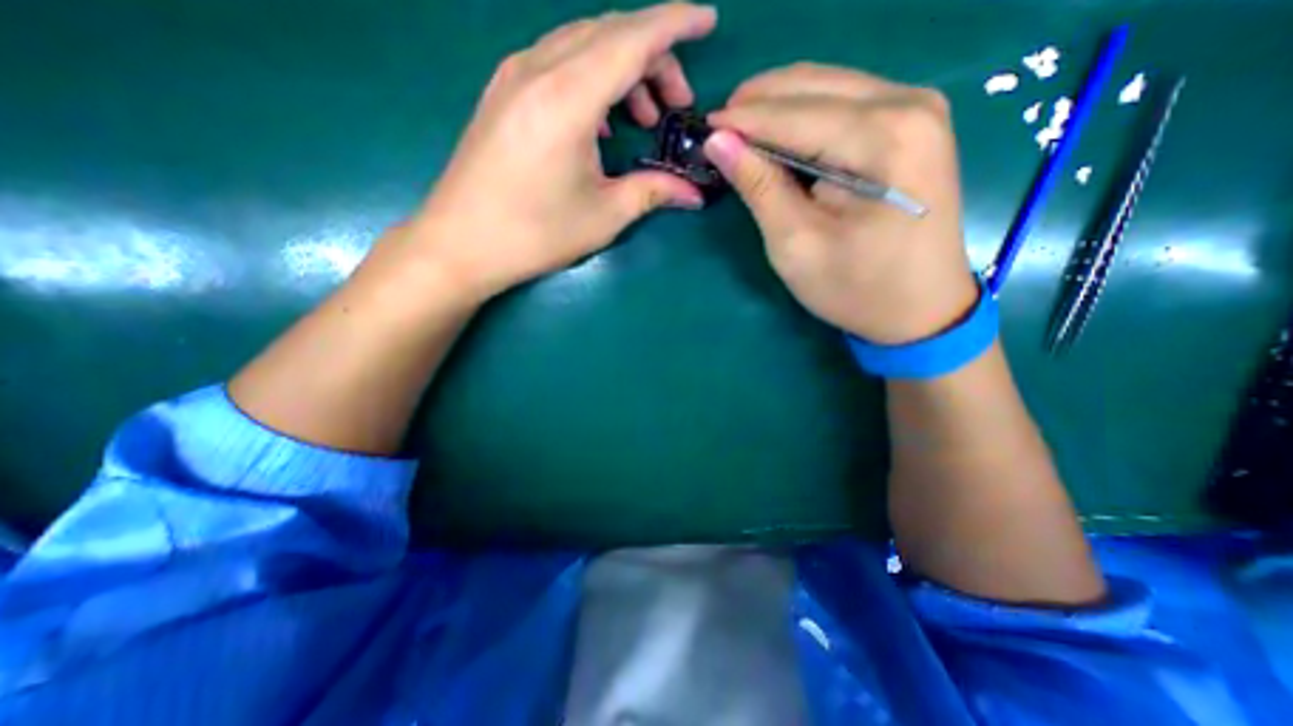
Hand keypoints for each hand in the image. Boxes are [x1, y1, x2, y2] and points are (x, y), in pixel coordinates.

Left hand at [408, 0, 717, 298]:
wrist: (460, 244)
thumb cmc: (535, 234)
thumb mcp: (604, 215)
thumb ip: (653, 192)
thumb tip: (693, 193)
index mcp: (568, 98)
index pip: (633, 38)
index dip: (676, 23)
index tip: (708, 20)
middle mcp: (538, 70)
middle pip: (609, 34)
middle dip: (654, 58)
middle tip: (676, 104)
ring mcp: (514, 76)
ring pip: (582, 44)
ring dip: (622, 69)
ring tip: (643, 117)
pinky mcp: (502, 92)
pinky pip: (557, 62)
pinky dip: (592, 78)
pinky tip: (600, 121)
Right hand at [706, 62, 981, 345]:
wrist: (921, 309)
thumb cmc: (855, 288)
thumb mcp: (796, 245)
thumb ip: (759, 188)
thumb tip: (719, 141)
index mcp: (884, 139)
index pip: (795, 114)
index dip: (742, 120)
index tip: (702, 130)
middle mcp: (909, 105)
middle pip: (813, 86)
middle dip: (758, 105)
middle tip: (718, 133)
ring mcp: (917, 109)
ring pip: (828, 87)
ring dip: (778, 107)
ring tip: (740, 135)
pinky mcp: (913, 125)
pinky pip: (845, 102)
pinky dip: (804, 116)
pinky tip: (780, 138)